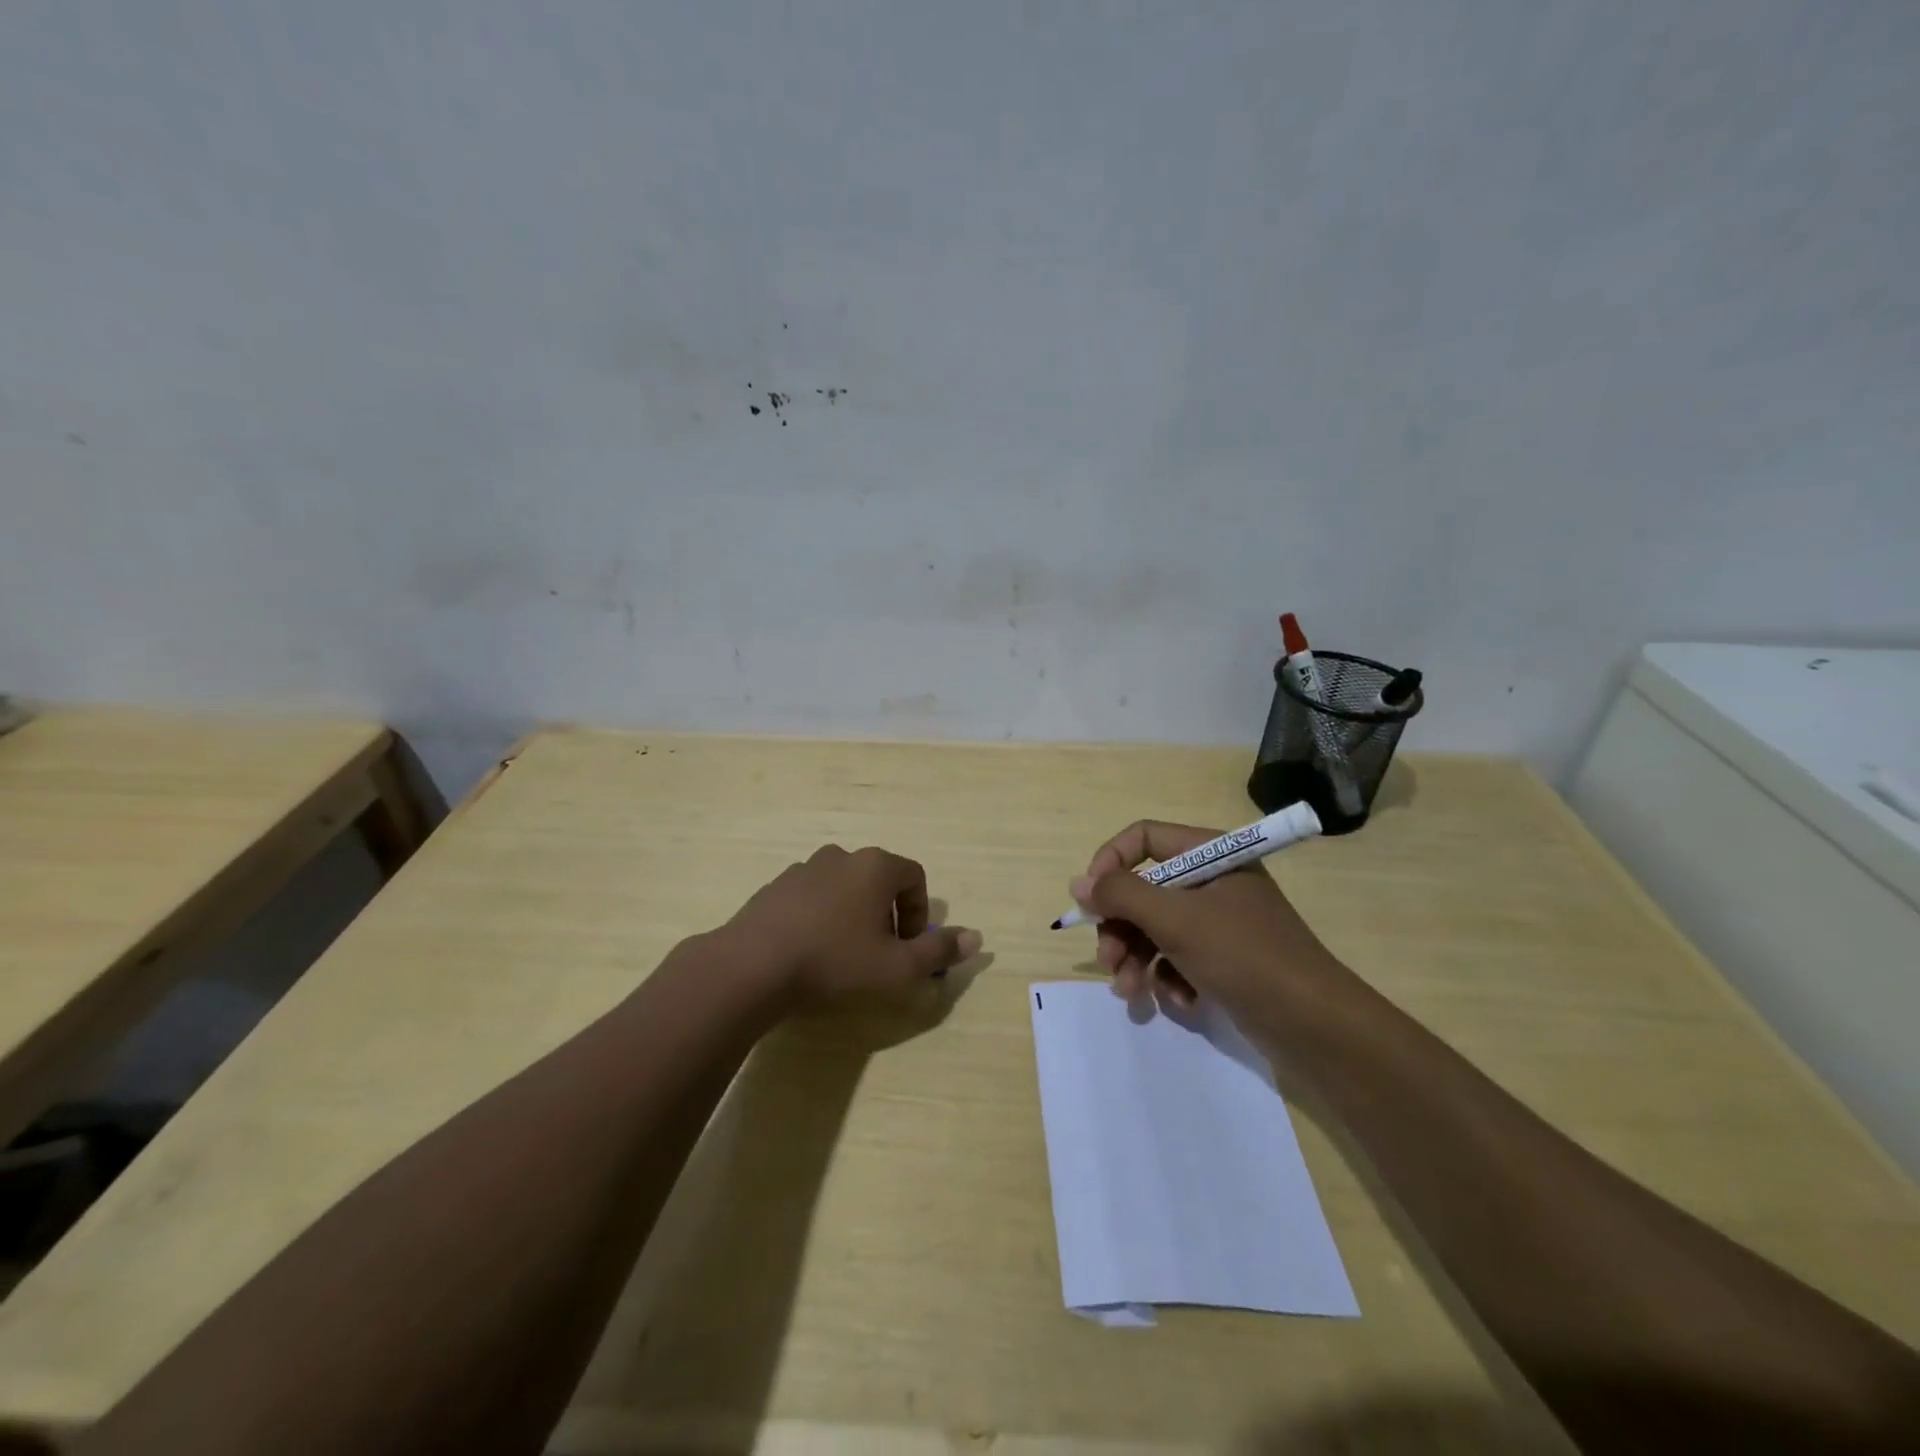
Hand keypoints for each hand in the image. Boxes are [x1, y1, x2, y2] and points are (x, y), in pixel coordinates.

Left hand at [723, 844, 981, 1007]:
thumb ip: (938, 952)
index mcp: (875, 866)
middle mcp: (841, 856)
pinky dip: (820, 917)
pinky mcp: (775, 886)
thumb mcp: (896, 968)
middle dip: (886, 915)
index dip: (918, 913)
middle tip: (878, 954)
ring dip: (852, 914)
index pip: (914, 877)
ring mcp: (804, 868)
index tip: (906, 947)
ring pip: (844, 887)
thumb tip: (977, 938)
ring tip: (842, 955)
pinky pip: (812, 897)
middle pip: (878, 880)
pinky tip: (808, 951)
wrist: (752, 966)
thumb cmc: (834, 963)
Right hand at [1071, 820, 1339, 1014]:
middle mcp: (1213, 881)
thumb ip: (1122, 895)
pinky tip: (1179, 1002)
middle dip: (1121, 927)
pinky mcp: (1225, 958)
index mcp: (1211, 854)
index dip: (1110, 863)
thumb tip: (1078, 883)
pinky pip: (1179, 957)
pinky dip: (1170, 978)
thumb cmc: (1245, 957)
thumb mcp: (1176, 920)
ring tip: (1131, 992)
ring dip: (1137, 959)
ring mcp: (1220, 921)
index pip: (1144, 838)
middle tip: (1109, 961)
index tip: (1090, 900)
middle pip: (1144, 889)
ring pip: (1156, 928)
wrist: (1316, 1026)